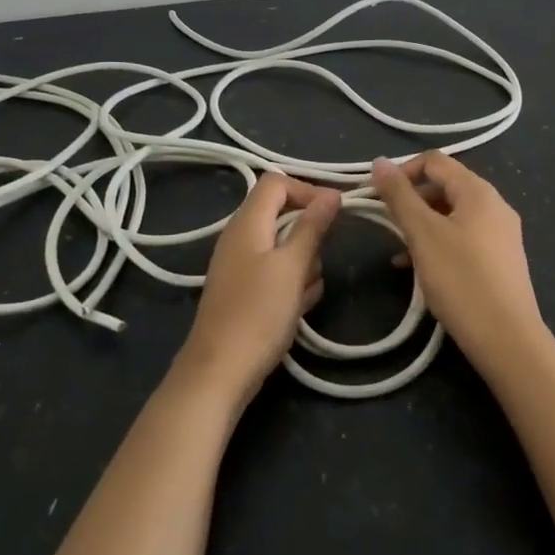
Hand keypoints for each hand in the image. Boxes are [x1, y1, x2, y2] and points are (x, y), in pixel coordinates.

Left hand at [174, 172, 340, 410]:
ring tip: (305, 293)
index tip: (335, 212)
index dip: (307, 190)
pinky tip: (298, 309)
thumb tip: (332, 194)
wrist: (220, 372)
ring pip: (285, 249)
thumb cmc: (258, 313)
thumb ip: (312, 227)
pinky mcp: (246, 291)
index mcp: (247, 222)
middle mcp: (241, 237)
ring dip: (304, 266)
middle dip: (309, 237)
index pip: (277, 182)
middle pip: (284, 216)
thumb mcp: (292, 266)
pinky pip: (278, 275)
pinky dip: (292, 286)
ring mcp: (242, 265)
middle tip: (317, 261)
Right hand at [371, 152, 548, 369]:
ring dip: (422, 226)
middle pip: (445, 187)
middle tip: (387, 225)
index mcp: (478, 191)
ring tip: (399, 253)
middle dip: (412, 201)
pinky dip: (439, 244)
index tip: (377, 197)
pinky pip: (464, 238)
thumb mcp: (423, 234)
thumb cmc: (461, 280)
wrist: (507, 338)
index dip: (402, 172)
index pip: (434, 161)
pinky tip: (419, 270)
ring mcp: (501, 233)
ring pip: (452, 215)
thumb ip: (400, 196)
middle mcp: (495, 205)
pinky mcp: (501, 260)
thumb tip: (380, 161)